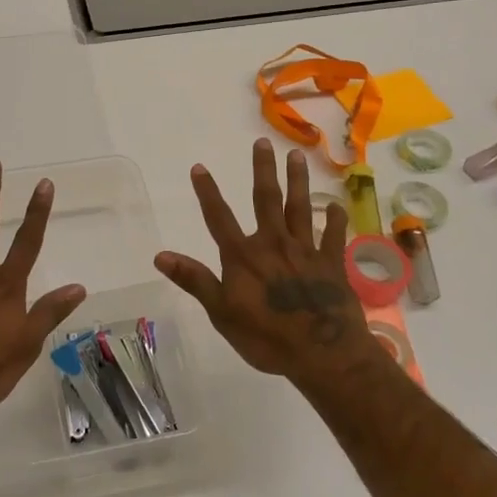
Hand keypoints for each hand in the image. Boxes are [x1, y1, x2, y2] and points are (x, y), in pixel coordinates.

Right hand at [155, 139, 385, 383]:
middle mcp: (274, 244)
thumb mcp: (221, 313)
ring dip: (297, 181)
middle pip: (266, 200)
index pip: (219, 218)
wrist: (324, 354)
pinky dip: (334, 220)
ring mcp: (306, 251)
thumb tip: (160, 256)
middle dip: (263, 170)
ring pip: (300, 208)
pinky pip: (333, 236)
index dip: (208, 192)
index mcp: (243, 256)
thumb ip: (195, 280)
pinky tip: (335, 206)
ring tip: (296, 156)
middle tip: (262, 143)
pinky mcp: (332, 264)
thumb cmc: (267, 338)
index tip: (200, 167)